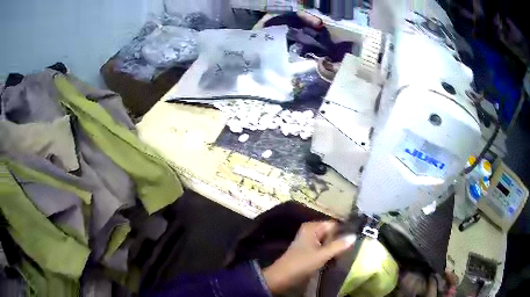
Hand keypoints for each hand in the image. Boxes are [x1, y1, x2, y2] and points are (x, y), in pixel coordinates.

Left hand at [262, 221, 355, 293]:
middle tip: (349, 249)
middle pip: (331, 232)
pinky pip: (323, 247)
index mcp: (312, 227)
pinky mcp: (308, 250)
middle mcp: (310, 230)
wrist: (283, 276)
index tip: (355, 239)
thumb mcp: (322, 254)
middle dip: (339, 240)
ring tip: (343, 255)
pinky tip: (334, 258)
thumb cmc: (302, 263)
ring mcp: (308, 240)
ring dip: (334, 247)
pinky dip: (328, 252)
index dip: (344, 231)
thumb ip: (339, 245)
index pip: (334, 224)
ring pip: (327, 241)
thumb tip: (354, 236)